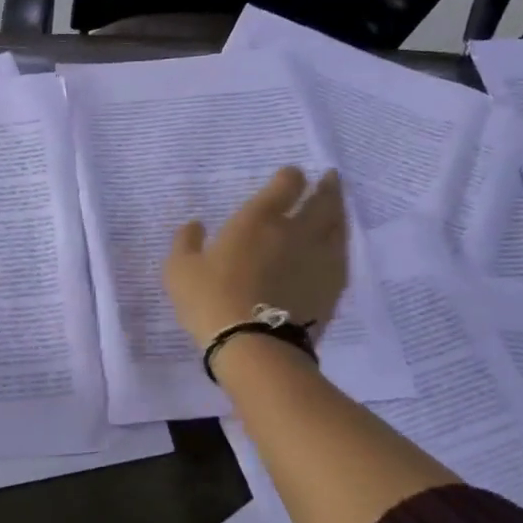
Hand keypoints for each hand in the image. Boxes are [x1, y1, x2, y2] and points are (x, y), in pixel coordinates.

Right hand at [163, 167, 348, 348]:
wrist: (254, 346)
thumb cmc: (211, 301)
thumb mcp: (180, 270)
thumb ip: (185, 242)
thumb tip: (194, 224)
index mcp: (258, 220)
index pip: (285, 185)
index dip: (289, 176)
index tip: (290, 176)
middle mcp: (295, 231)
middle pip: (321, 201)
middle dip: (326, 187)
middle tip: (330, 178)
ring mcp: (319, 259)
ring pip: (338, 226)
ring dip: (339, 211)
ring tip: (337, 207)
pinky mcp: (332, 287)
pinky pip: (341, 257)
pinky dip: (340, 245)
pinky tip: (337, 248)